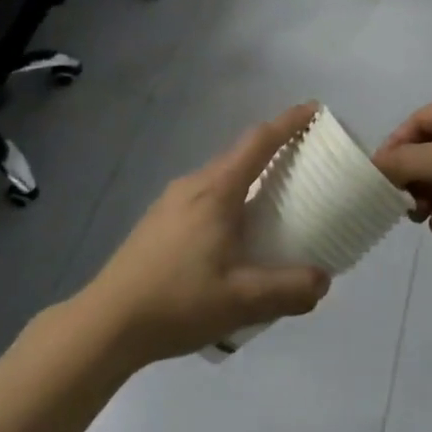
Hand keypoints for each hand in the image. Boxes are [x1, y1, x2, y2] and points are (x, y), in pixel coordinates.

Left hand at [85, 104, 332, 365]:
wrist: (108, 321)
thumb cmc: (177, 301)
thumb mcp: (242, 301)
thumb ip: (289, 290)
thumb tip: (323, 279)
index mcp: (216, 191)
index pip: (259, 141)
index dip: (288, 122)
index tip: (314, 110)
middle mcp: (193, 184)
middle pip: (239, 155)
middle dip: (273, 150)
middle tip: (304, 163)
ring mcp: (171, 200)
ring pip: (220, 177)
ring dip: (249, 178)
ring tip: (273, 203)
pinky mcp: (159, 220)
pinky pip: (205, 195)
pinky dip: (229, 198)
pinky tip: (233, 235)